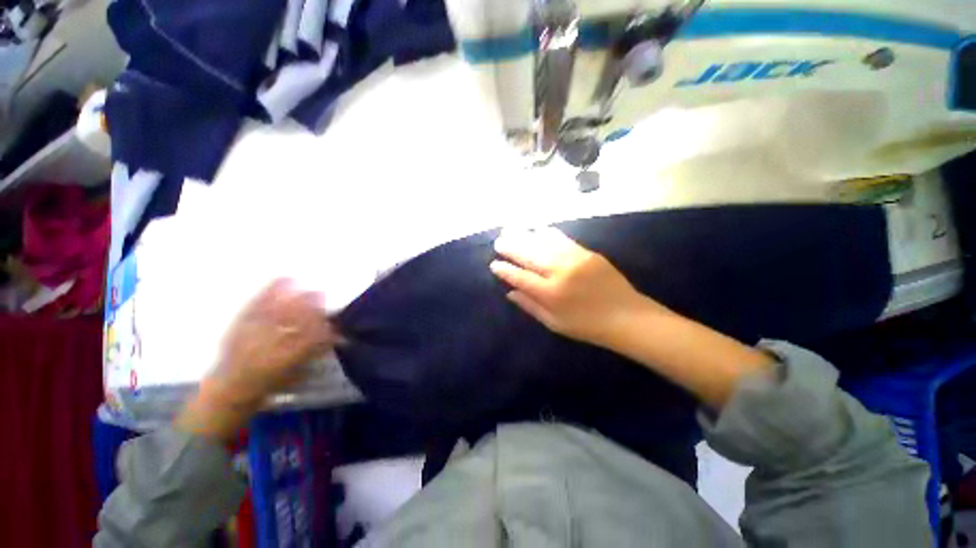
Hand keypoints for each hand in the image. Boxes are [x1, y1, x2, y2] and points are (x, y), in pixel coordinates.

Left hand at [175, 279, 336, 442]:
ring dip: (298, 296)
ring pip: (282, 307)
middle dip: (313, 307)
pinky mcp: (244, 318)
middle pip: (298, 318)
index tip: (334, 323)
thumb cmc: (266, 387)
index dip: (325, 329)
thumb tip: (329, 341)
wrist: (232, 385)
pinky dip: (274, 287)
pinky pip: (260, 299)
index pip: (313, 338)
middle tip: (323, 298)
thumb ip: (312, 358)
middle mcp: (273, 341)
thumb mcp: (293, 378)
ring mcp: (257, 327)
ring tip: (307, 288)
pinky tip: (286, 278)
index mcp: (288, 358)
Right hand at [490, 228, 670, 347]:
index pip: (521, 278)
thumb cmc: (588, 327)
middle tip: (499, 241)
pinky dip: (549, 234)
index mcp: (550, 294)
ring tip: (513, 230)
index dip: (506, 271)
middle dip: (512, 247)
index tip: (494, 264)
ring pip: (545, 244)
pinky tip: (539, 230)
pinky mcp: (588, 253)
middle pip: (530, 256)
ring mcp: (575, 260)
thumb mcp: (555, 324)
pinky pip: (564, 240)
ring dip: (527, 236)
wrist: (625, 316)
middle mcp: (560, 273)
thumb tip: (510, 293)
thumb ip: (532, 307)